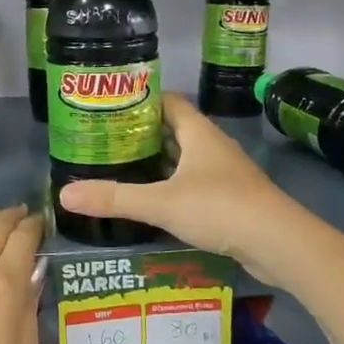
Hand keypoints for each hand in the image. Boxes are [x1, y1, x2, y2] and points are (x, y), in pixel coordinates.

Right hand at [60, 94, 295, 264]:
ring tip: (123, 169)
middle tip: (106, 142)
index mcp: (198, 133)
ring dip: (158, 162)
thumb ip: (115, 198)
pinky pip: (194, 183)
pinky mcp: (230, 198)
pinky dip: (173, 186)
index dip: (141, 100)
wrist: (279, 243)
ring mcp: (224, 173)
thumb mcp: (161, 203)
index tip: (110, 108)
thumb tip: (64, 194)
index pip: (168, 101)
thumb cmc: (220, 207)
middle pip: (174, 130)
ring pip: (184, 159)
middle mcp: (212, 146)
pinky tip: (153, 202)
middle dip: (142, 134)